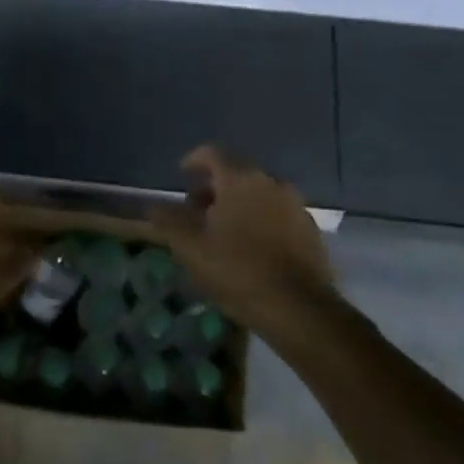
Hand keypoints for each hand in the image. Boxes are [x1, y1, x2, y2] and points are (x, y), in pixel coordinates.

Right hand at [153, 146, 336, 338]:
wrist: (300, 310)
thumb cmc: (238, 271)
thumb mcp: (191, 248)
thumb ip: (169, 221)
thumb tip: (153, 206)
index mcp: (239, 180)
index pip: (212, 153)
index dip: (193, 160)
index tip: (181, 175)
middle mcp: (270, 182)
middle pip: (236, 173)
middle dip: (213, 188)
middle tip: (196, 212)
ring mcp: (295, 205)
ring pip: (258, 194)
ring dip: (238, 205)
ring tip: (222, 232)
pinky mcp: (310, 229)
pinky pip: (277, 213)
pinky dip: (260, 220)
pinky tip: (251, 247)